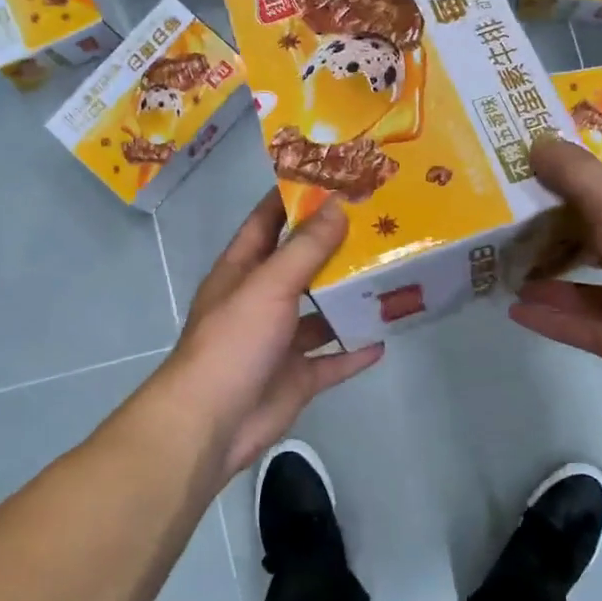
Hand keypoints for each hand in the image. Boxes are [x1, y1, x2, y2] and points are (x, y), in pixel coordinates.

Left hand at [163, 191, 383, 479]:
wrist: (212, 423)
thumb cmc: (233, 342)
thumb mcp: (269, 285)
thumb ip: (305, 248)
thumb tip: (339, 206)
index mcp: (242, 271)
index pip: (266, 222)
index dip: (293, 198)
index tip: (332, 177)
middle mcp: (260, 301)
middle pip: (300, 267)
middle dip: (333, 248)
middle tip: (377, 224)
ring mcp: (279, 342)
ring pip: (319, 315)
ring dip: (348, 300)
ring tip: (389, 277)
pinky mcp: (296, 378)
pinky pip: (332, 361)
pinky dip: (355, 352)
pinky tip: (385, 339)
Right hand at [509, 136, 601, 405]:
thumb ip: (576, 175)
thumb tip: (536, 142)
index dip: (567, 188)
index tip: (525, 179)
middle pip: (588, 243)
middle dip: (550, 236)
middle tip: (503, 226)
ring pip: (579, 287)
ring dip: (544, 278)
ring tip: (503, 268)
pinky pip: (573, 324)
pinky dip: (545, 316)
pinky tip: (513, 308)